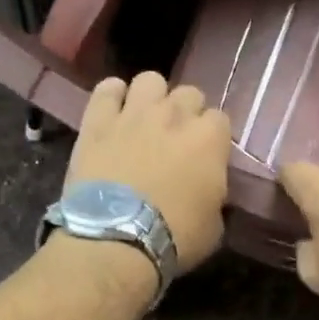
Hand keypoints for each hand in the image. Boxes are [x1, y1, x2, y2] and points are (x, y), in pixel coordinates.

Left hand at [68, 72, 232, 269]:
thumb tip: (208, 188)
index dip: (213, 138)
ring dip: (152, 97)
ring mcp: (135, 113)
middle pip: (189, 94)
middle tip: (176, 139)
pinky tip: (113, 111)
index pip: (220, 120)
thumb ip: (215, 195)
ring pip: (150, 80)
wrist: (117, 239)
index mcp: (210, 139)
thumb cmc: (175, 238)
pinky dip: (112, 96)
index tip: (206, 156)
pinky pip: (107, 89)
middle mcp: (175, 115)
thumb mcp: (214, 225)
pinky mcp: (98, 121)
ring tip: (145, 120)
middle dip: (186, 113)